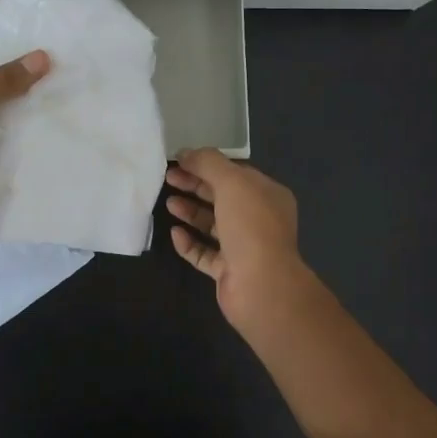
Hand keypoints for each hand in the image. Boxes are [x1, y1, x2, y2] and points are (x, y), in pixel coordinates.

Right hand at [164, 149, 310, 330]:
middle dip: (195, 186)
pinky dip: (189, 243)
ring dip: (191, 213)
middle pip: (222, 197)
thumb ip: (208, 163)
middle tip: (168, 178)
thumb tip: (185, 152)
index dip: (207, 165)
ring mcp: (244, 247)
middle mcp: (259, 220)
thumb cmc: (250, 226)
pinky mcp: (229, 271)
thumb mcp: (232, 182)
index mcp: (268, 195)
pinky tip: (174, 234)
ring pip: (213, 225)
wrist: (261, 285)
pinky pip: (205, 254)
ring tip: (169, 204)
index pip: (236, 173)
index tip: (180, 160)